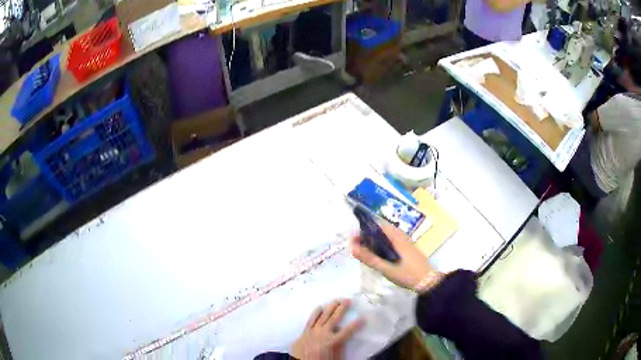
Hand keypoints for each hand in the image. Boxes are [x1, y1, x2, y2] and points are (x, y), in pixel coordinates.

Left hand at [291, 299, 363, 359]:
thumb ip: (340, 346)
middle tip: (348, 300)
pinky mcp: (304, 332)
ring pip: (323, 316)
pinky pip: (311, 320)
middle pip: (334, 318)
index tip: (363, 318)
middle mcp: (323, 334)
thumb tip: (343, 336)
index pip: (348, 330)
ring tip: (336, 300)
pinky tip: (319, 307)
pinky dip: (316, 313)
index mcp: (333, 341)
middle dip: (342, 308)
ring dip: (330, 307)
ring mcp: (312, 331)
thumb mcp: (336, 357)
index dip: (357, 324)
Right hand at [350, 222, 442, 292]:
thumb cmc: (407, 274)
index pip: (379, 225)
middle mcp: (402, 237)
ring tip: (366, 250)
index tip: (354, 236)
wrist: (428, 282)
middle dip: (369, 234)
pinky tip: (380, 255)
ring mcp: (407, 244)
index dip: (365, 229)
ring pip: (389, 236)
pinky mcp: (409, 251)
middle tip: (358, 245)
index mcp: (397, 238)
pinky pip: (393, 242)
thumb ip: (369, 258)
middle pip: (383, 230)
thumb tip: (352, 248)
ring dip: (377, 240)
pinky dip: (384, 245)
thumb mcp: (386, 268)